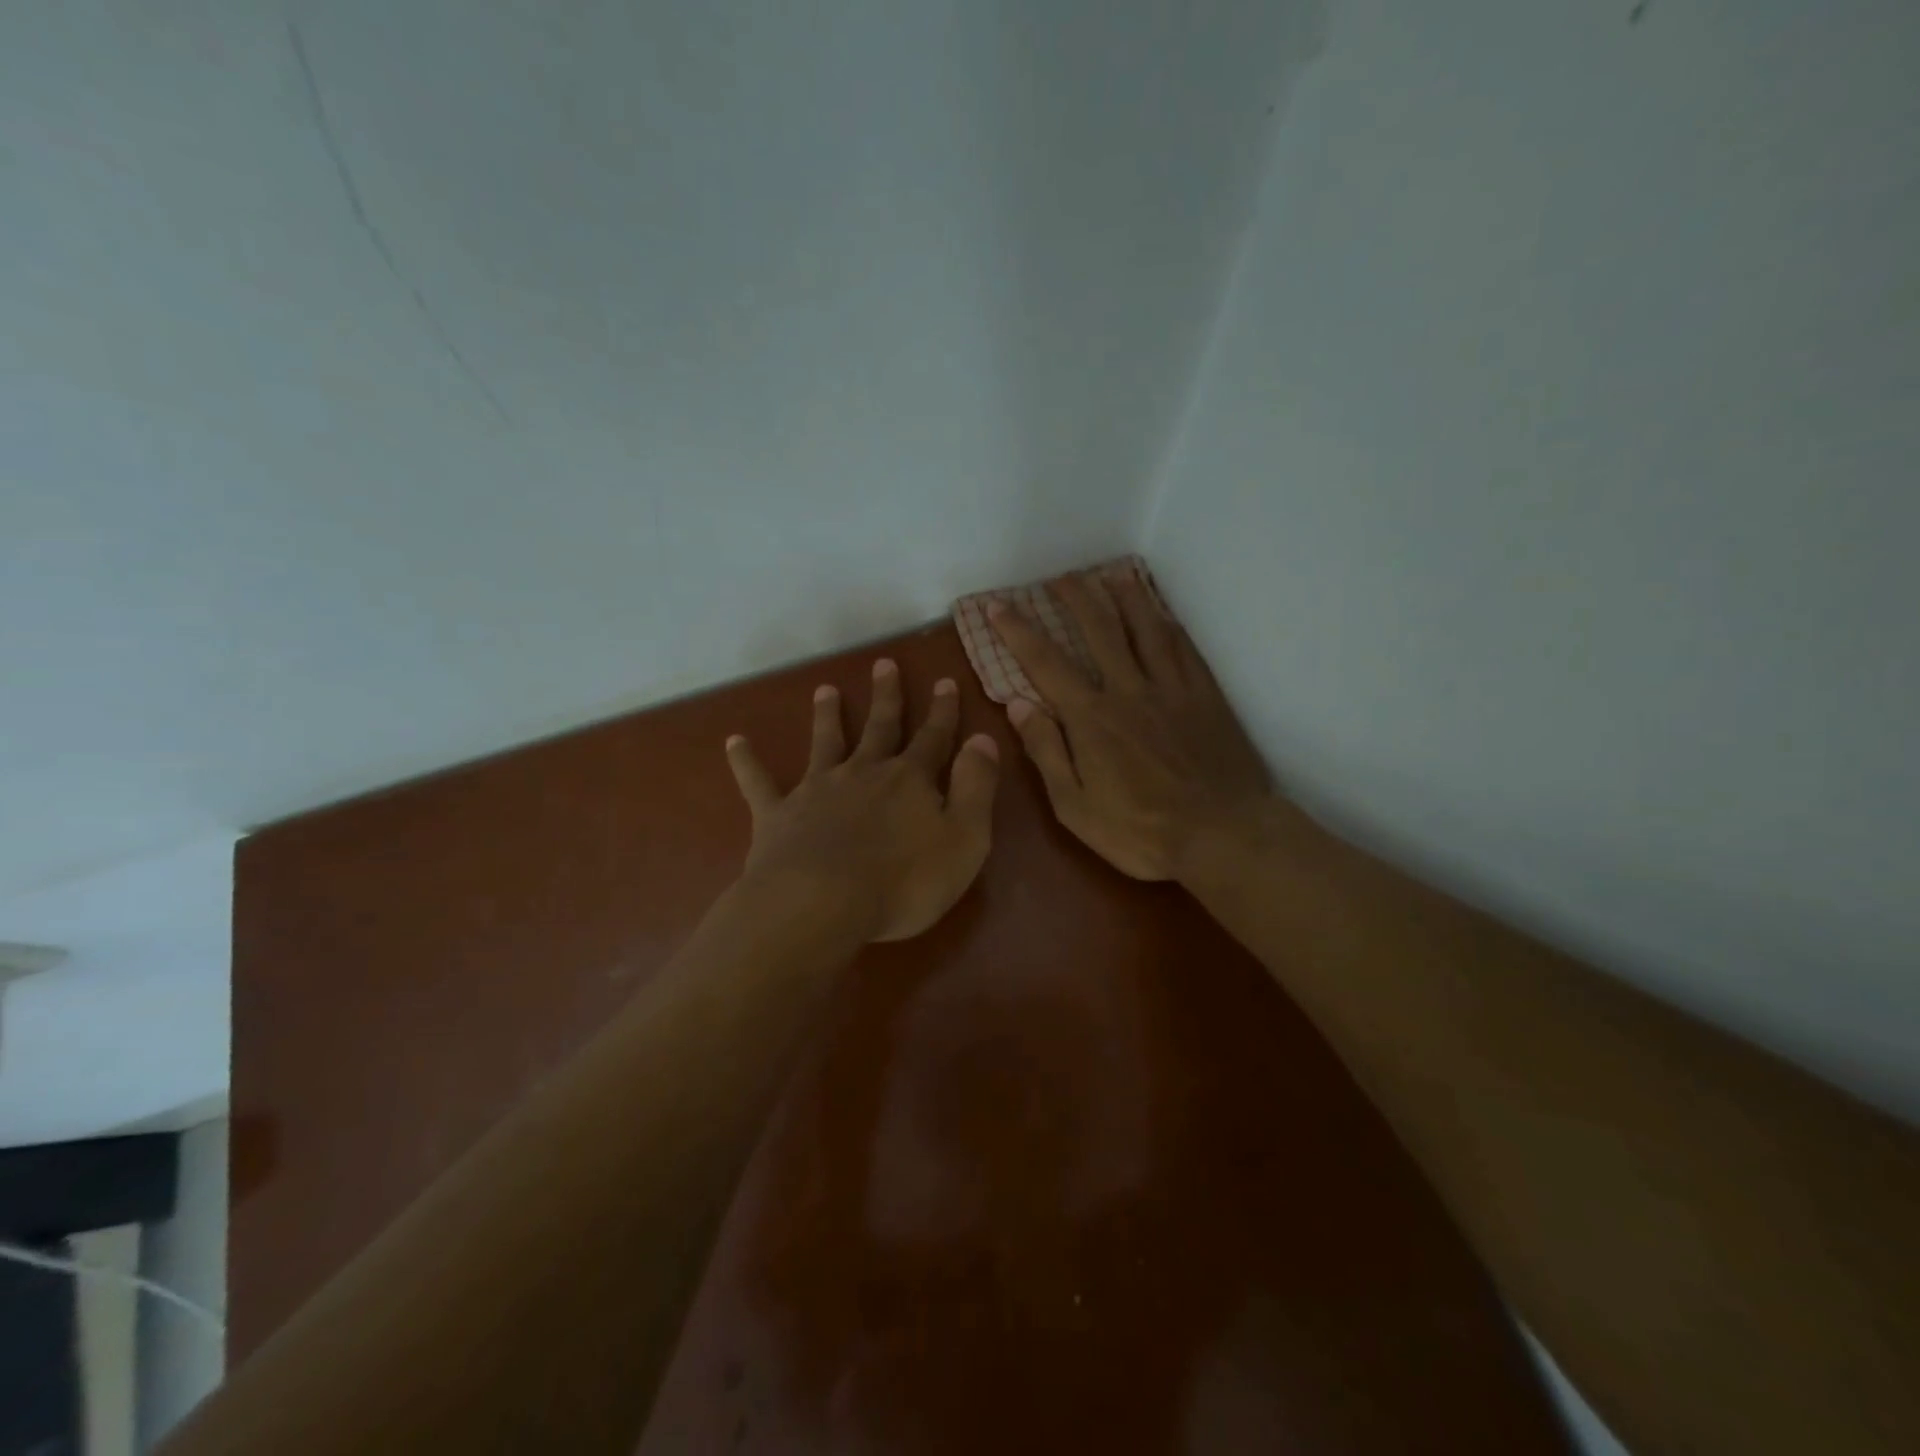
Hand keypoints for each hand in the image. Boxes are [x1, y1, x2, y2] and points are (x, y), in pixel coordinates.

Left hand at [725, 659, 1000, 941]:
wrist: (820, 904)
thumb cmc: (903, 881)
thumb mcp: (964, 839)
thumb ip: (976, 787)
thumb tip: (983, 739)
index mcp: (909, 781)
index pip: (932, 738)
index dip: (942, 712)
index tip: (944, 680)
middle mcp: (863, 773)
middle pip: (878, 728)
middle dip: (885, 697)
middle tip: (883, 663)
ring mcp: (817, 791)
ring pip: (825, 743)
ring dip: (826, 716)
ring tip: (824, 689)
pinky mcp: (778, 815)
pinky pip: (759, 783)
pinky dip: (746, 762)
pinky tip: (734, 742)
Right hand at [989, 573, 1278, 881]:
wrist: (1222, 834)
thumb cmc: (1140, 830)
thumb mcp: (1075, 806)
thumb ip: (1047, 752)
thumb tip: (1019, 705)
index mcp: (1092, 717)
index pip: (1046, 663)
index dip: (1018, 631)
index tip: (999, 606)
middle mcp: (1129, 689)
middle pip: (1099, 629)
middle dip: (1075, 598)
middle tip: (1059, 577)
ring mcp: (1171, 688)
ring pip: (1145, 627)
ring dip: (1125, 596)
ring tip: (1111, 574)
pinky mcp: (1205, 695)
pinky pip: (1183, 647)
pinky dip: (1167, 623)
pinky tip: (1161, 612)